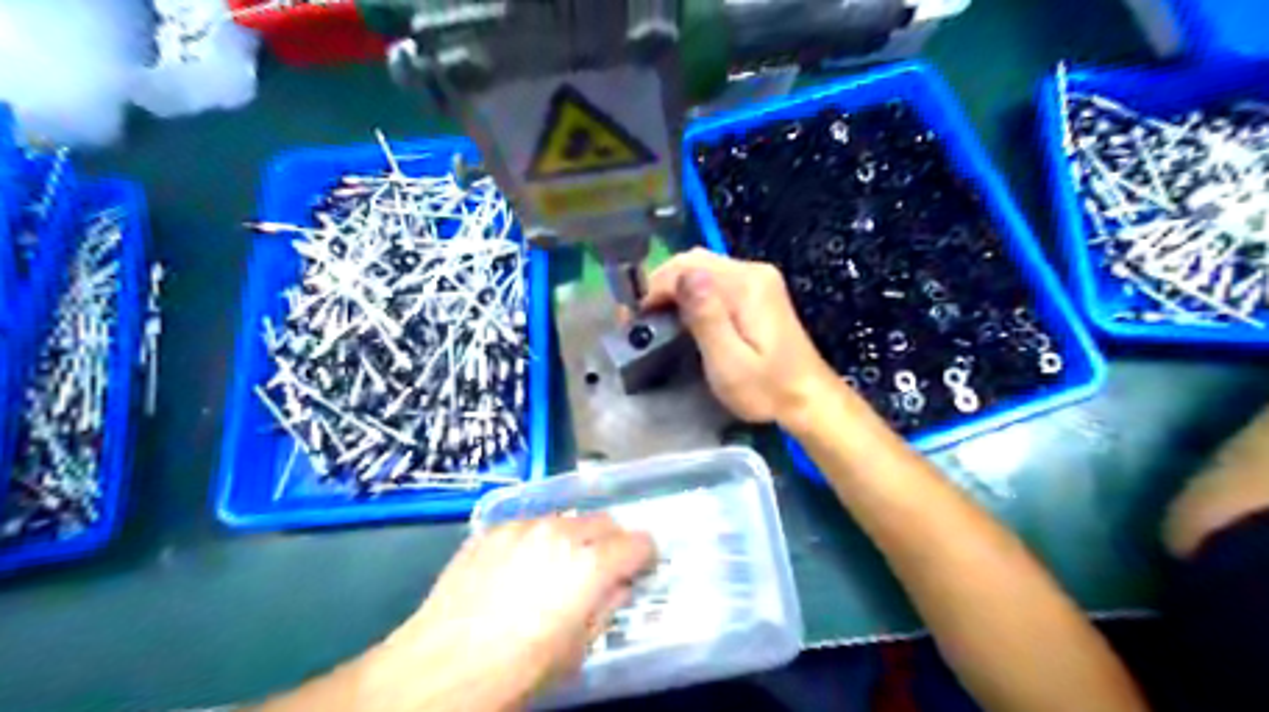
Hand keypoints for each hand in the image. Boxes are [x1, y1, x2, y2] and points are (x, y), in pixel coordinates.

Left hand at [359, 515, 647, 709]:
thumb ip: (606, 607)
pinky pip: (530, 523)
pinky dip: (538, 538)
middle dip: (612, 542)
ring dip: (575, 536)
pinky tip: (520, 565)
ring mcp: (525, 525)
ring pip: (567, 518)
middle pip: (606, 521)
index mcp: (591, 565)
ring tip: (557, 565)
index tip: (640, 571)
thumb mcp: (577, 650)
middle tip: (602, 568)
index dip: (645, 557)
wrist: (439, 666)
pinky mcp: (493, 527)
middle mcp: (562, 532)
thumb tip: (619, 586)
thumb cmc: (517, 670)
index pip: (638, 542)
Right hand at [646, 249, 841, 427]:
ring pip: (702, 268)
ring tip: (655, 317)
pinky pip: (716, 280)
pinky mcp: (758, 291)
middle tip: (639, 317)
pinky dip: (692, 293)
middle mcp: (753, 271)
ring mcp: (758, 279)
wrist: (809, 398)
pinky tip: (683, 315)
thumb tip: (683, 275)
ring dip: (674, 287)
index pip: (686, 268)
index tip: (632, 317)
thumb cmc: (767, 388)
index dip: (653, 288)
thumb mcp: (730, 362)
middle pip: (693, 261)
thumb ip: (706, 317)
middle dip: (660, 285)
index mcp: (745, 285)